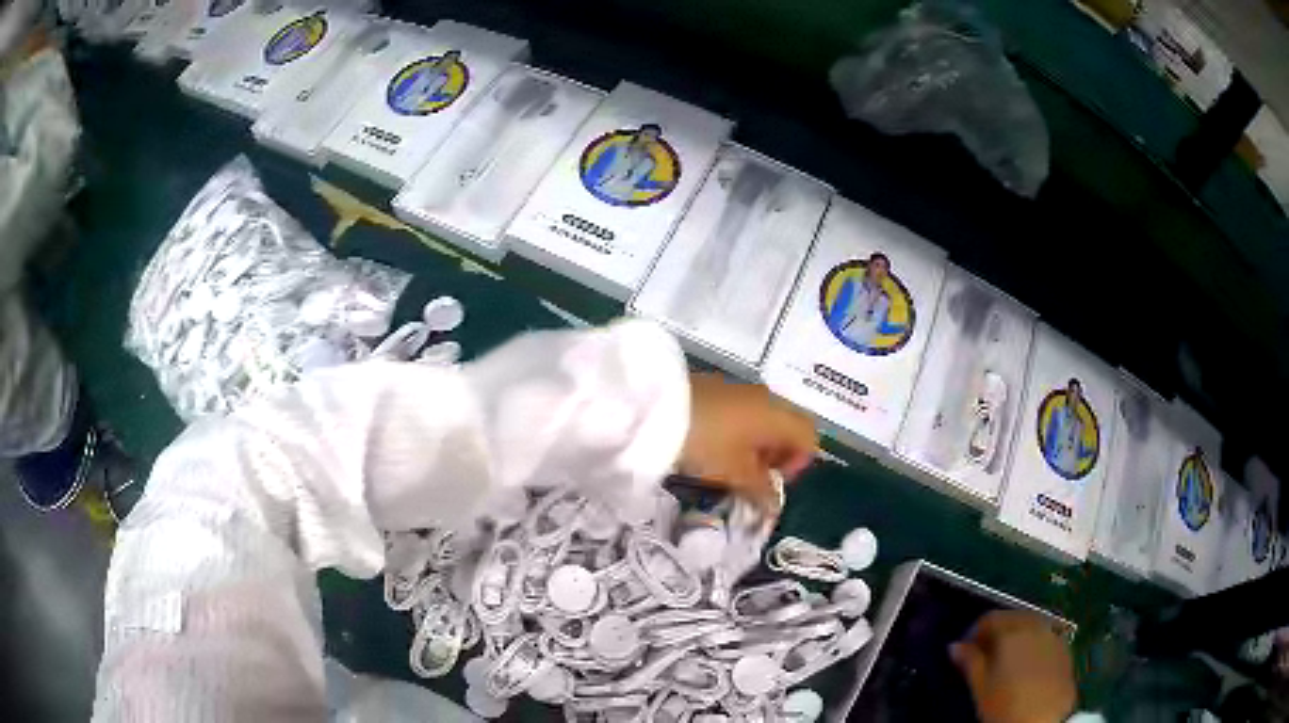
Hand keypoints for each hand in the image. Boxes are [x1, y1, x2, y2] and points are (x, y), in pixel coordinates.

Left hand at [679, 373, 816, 513]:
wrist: (657, 408)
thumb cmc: (706, 443)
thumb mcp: (736, 473)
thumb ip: (761, 490)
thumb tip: (775, 505)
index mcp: (777, 414)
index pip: (809, 436)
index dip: (798, 463)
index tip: (773, 481)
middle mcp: (765, 397)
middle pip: (787, 427)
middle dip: (776, 456)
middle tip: (753, 479)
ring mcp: (740, 390)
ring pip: (763, 420)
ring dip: (756, 446)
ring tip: (731, 468)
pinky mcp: (716, 389)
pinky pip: (741, 412)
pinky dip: (738, 432)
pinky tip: (714, 448)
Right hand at [951, 611, 1077, 722]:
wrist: (1044, 720)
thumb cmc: (1005, 705)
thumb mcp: (981, 688)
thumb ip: (969, 662)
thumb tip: (955, 645)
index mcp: (1012, 631)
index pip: (989, 618)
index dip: (974, 632)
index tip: (965, 652)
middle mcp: (1035, 625)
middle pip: (1013, 618)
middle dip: (998, 632)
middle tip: (984, 656)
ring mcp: (1054, 635)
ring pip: (1032, 626)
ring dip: (1017, 637)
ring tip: (1006, 661)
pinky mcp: (1065, 649)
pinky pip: (1046, 637)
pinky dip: (1033, 645)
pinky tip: (1027, 666)